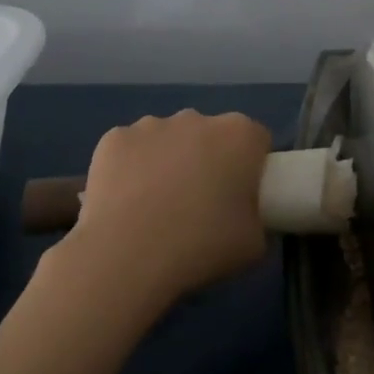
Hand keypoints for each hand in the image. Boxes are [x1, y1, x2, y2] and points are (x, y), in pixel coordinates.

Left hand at [64, 110, 270, 316]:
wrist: (127, 255)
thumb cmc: (201, 246)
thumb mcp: (253, 245)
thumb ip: (258, 219)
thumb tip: (247, 218)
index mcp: (239, 135)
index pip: (256, 140)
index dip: (252, 167)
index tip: (241, 196)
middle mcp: (197, 118)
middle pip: (210, 135)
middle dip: (208, 160)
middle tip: (199, 204)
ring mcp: (152, 124)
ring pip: (168, 139)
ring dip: (169, 161)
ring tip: (155, 207)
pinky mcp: (114, 138)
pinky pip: (131, 149)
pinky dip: (130, 168)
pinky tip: (124, 201)